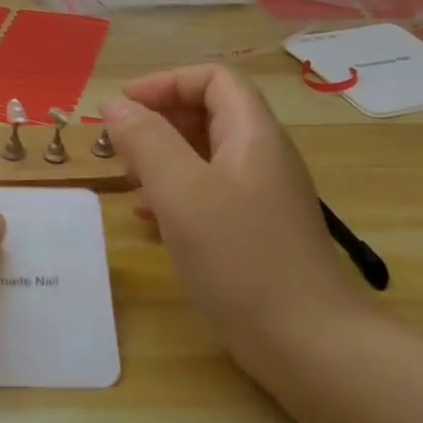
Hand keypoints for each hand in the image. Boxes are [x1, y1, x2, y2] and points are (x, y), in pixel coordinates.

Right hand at [102, 66, 359, 371]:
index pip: (212, 80)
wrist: (307, 343)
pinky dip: (174, 196)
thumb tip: (116, 105)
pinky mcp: (253, 232)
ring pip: (203, 157)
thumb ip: (146, 140)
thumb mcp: (181, 191)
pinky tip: (150, 223)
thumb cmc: (240, 256)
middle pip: (207, 114)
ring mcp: (259, 197)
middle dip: (158, 122)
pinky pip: (208, 195)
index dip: (165, 83)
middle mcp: (260, 157)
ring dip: (161, 160)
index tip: (122, 107)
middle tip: (119, 148)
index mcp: (252, 134)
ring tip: (129, 183)